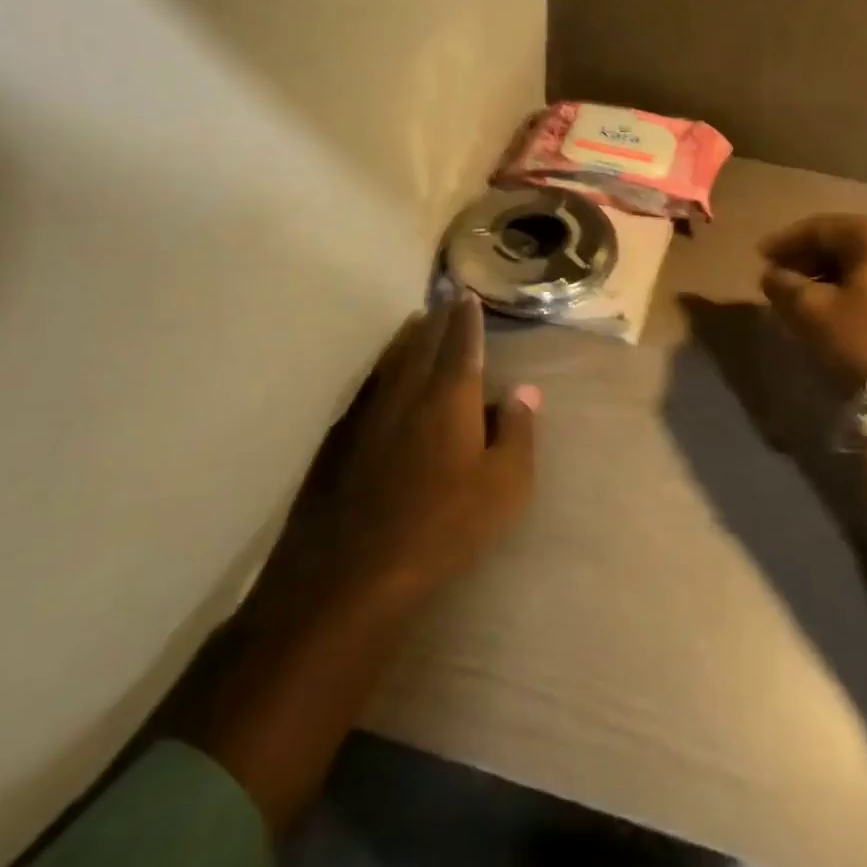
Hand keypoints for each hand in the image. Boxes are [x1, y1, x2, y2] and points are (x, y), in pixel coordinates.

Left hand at [322, 290, 539, 609]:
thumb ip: (518, 433)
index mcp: (450, 397)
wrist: (351, 572)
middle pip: (423, 342)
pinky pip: (369, 385)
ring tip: (416, 322)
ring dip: (408, 337)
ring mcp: (368, 413)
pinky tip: (382, 376)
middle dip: (437, 318)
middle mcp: (407, 392)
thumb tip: (526, 391)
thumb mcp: (504, 487)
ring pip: (392, 360)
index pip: (462, 343)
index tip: (467, 295)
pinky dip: (383, 368)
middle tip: (445, 297)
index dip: (467, 318)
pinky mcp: (340, 438)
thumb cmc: (443, 527)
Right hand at [759, 215, 866, 389]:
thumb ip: (784, 286)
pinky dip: (855, 287)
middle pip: (846, 241)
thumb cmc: (865, 342)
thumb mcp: (811, 313)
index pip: (821, 228)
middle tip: (778, 276)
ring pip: (865, 262)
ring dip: (830, 274)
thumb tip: (773, 276)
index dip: (785, 242)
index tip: (759, 257)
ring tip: (801, 294)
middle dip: (808, 258)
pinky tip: (833, 306)